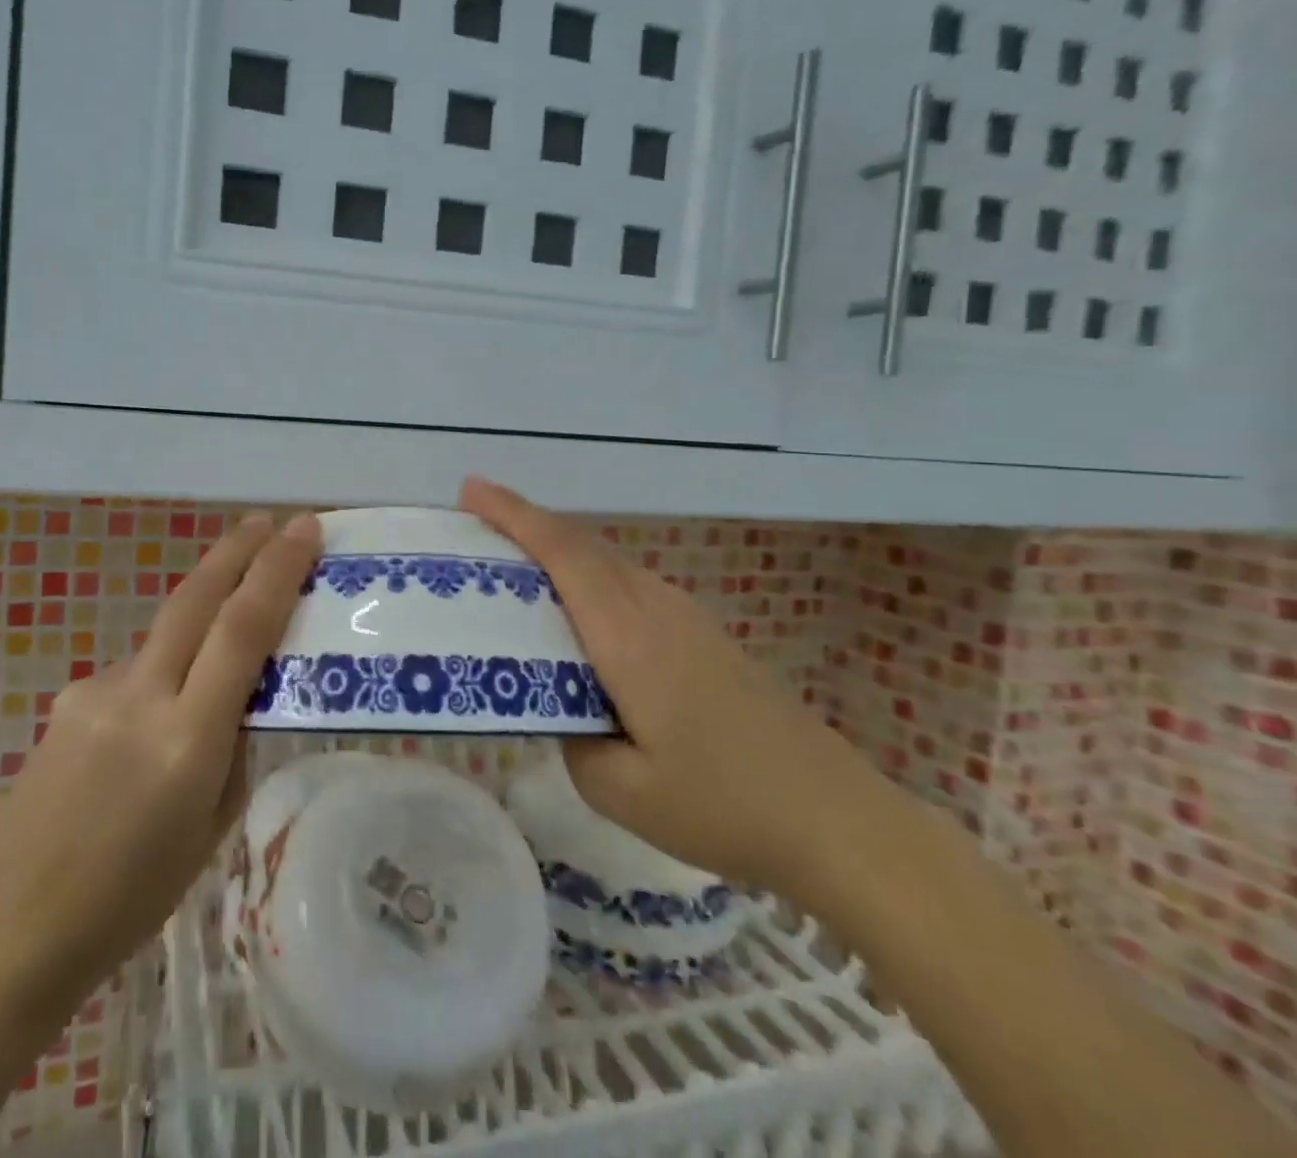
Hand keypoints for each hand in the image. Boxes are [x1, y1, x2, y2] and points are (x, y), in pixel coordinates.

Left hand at [0, 512, 322, 1016]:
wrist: (10, 929)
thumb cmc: (130, 899)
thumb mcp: (211, 828)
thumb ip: (232, 748)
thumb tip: (240, 696)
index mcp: (186, 740)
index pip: (241, 630)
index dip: (276, 572)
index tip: (303, 529)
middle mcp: (139, 698)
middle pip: (195, 599)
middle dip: (236, 551)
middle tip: (268, 520)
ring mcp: (95, 692)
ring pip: (166, 633)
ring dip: (202, 615)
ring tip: (223, 645)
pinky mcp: (68, 698)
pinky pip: (135, 671)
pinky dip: (163, 673)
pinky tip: (154, 723)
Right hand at [461, 478, 867, 888]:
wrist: (837, 818)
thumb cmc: (724, 805)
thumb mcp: (622, 792)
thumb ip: (571, 740)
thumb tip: (559, 707)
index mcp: (629, 638)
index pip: (563, 555)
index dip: (514, 515)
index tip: (471, 490)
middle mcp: (656, 610)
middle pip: (582, 545)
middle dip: (525, 523)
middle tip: (476, 525)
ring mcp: (686, 617)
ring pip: (609, 561)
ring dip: (558, 549)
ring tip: (514, 566)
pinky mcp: (703, 633)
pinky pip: (630, 584)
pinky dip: (589, 575)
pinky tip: (579, 613)